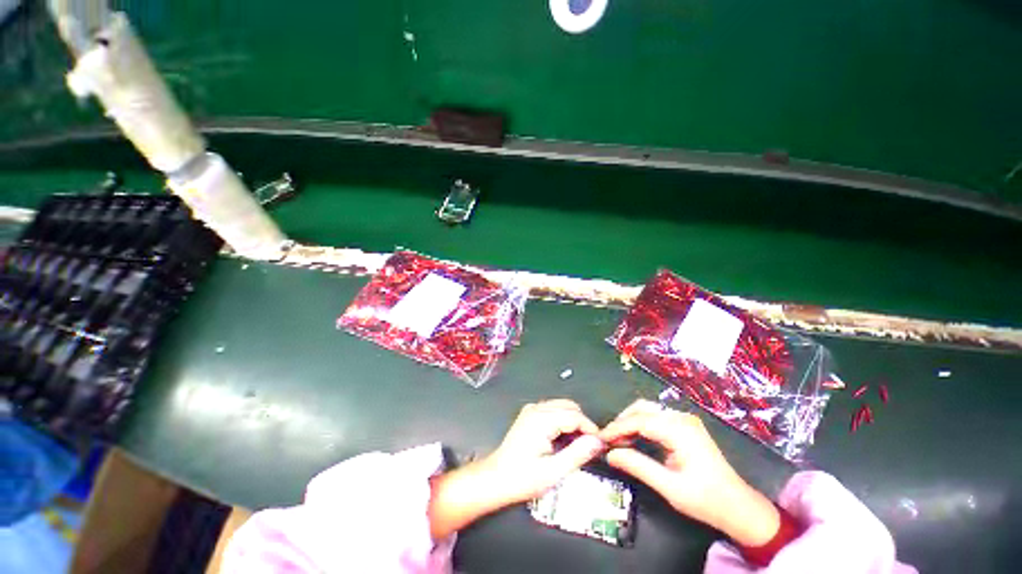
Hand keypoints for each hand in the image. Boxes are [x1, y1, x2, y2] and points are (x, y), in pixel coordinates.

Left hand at [480, 399, 604, 504]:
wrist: (495, 479)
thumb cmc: (522, 478)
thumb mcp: (553, 472)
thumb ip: (577, 454)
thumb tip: (597, 442)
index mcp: (541, 420)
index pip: (575, 415)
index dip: (591, 429)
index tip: (601, 445)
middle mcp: (536, 409)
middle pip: (569, 406)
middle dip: (583, 423)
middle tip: (590, 446)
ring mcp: (531, 410)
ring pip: (562, 406)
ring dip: (574, 421)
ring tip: (578, 444)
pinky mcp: (529, 414)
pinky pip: (553, 410)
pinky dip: (563, 420)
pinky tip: (563, 439)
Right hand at [599, 399, 779, 546]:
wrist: (739, 507)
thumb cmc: (706, 500)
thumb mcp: (669, 487)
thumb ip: (637, 466)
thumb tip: (609, 454)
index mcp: (680, 430)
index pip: (639, 420)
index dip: (616, 427)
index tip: (600, 438)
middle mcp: (681, 418)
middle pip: (642, 409)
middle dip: (622, 422)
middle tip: (608, 440)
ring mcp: (684, 420)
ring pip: (648, 411)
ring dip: (630, 422)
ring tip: (618, 441)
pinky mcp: (685, 426)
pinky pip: (656, 418)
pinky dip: (641, 425)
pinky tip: (634, 439)